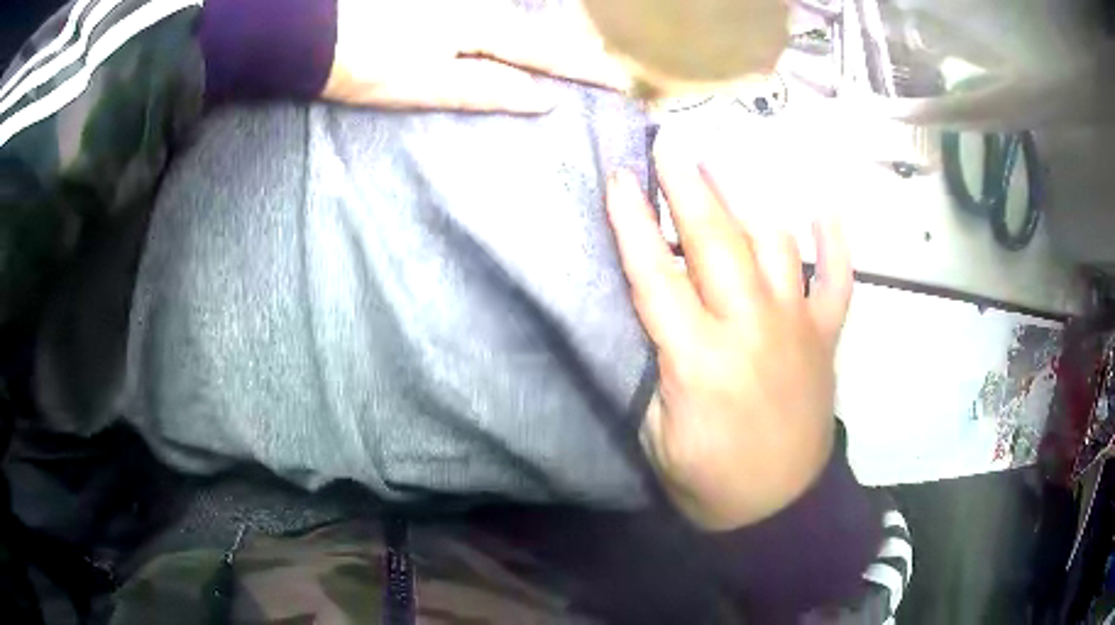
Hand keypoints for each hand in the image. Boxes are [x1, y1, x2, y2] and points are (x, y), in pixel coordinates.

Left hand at [324, 0, 629, 112]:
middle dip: (576, 43)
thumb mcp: (430, 84)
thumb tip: (544, 98)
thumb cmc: (369, 64)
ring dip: (546, 32)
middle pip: (537, 27)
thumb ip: (490, 88)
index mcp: (481, 30)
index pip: (548, 53)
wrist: (314, 33)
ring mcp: (456, 2)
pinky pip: (487, 12)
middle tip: (609, 60)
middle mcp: (477, 7)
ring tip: (576, 47)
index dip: (586, 68)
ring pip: (513, 16)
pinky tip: (515, 30)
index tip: (622, 80)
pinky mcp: (436, 5)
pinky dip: (511, 22)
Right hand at [605, 151, 852, 531]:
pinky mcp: (827, 337)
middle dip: (689, 186)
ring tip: (726, 163)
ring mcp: (799, 328)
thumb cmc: (707, 478)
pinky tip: (822, 208)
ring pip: (777, 246)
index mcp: (700, 361)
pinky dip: (834, 242)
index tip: (618, 177)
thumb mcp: (655, 434)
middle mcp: (753, 329)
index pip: (657, 276)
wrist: (778, 507)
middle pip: (718, 242)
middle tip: (671, 143)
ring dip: (749, 200)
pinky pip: (838, 279)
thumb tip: (651, 311)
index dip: (632, 222)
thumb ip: (654, 366)